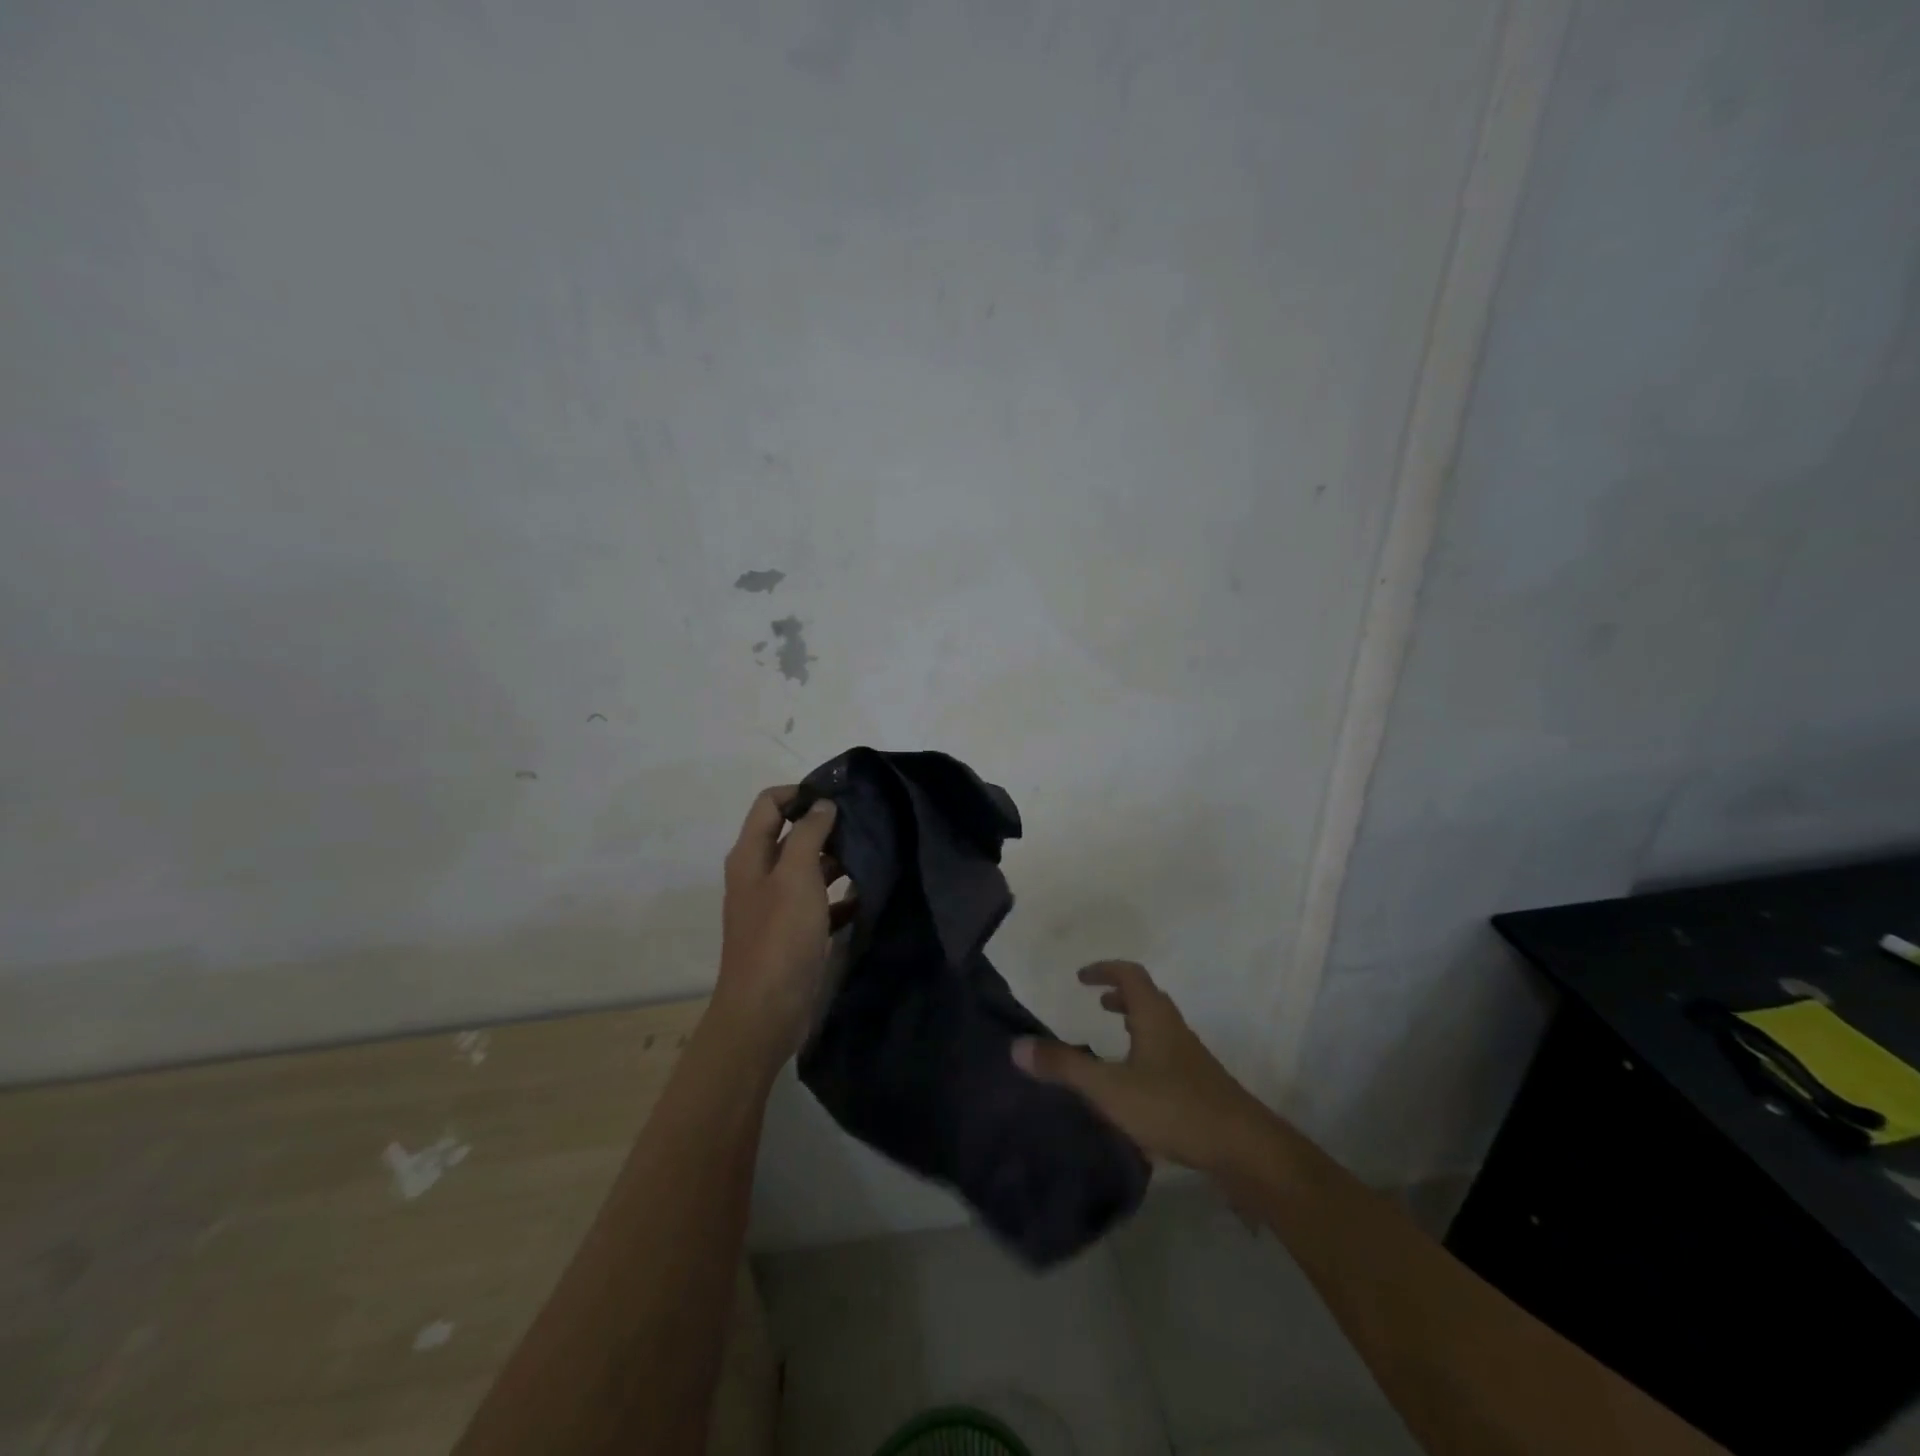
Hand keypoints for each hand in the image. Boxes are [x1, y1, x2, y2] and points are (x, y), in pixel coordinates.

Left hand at [710, 786, 851, 1069]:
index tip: (838, 796)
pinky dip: (840, 896)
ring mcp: (776, 905)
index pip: (769, 803)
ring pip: (808, 868)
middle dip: (825, 825)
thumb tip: (821, 804)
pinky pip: (819, 902)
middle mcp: (760, 874)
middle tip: (865, 823)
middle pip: (790, 834)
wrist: (765, 1012)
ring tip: (874, 854)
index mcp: (750, 855)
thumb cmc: (779, 936)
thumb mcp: (795, 875)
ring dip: (836, 860)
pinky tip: (867, 895)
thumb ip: (808, 833)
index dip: (800, 793)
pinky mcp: (794, 932)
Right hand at [1012, 961, 1272, 1175]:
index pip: (1130, 975)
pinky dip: (1145, 1052)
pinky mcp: (1200, 1086)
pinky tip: (1135, 1086)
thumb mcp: (1109, 1088)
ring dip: (1135, 1022)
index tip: (1081, 977)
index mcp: (1154, 1017)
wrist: (1243, 1148)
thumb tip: (1017, 1045)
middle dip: (1120, 995)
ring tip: (1113, 1038)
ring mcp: (1191, 1058)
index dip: (1105, 969)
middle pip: (1148, 998)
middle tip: (1096, 1003)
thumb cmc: (1173, 1107)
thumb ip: (1064, 1067)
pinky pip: (1167, 1053)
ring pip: (1159, 1027)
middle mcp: (1174, 1029)